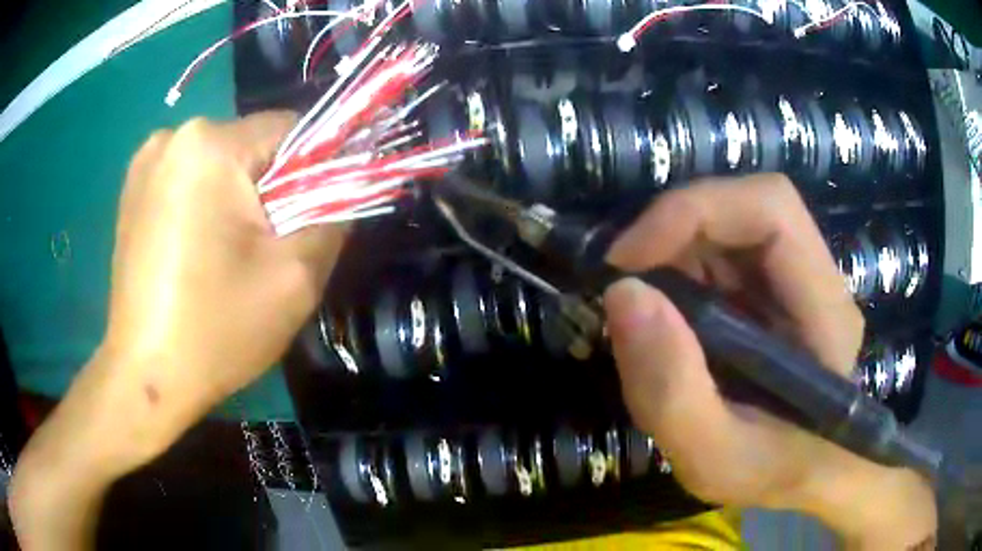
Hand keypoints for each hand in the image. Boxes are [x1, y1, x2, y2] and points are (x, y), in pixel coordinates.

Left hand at [10, 113, 346, 549]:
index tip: (308, 221)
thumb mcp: (296, 277)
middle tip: (264, 251)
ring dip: (236, 200)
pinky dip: (204, 206)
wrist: (146, 377)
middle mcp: (174, 136)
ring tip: (225, 257)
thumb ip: (335, 215)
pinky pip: (188, 181)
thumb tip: (345, 185)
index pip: (291, 129)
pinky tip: (195, 253)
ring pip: (220, 165)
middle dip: (270, 190)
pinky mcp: (132, 189)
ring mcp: (146, 161)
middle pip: (252, 148)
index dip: (313, 171)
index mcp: (210, 145)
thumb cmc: (215, 329)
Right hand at [603, 175, 934, 548]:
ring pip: (730, 225)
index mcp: (825, 311)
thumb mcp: (714, 460)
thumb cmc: (772, 474)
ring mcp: (798, 279)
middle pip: (747, 206)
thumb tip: (622, 294)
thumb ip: (671, 392)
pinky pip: (722, 252)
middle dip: (675, 230)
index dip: (695, 211)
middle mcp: (818, 278)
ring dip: (673, 252)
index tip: (626, 262)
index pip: (771, 209)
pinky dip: (680, 271)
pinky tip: (668, 318)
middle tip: (623, 281)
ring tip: (643, 310)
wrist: (805, 474)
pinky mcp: (775, 288)